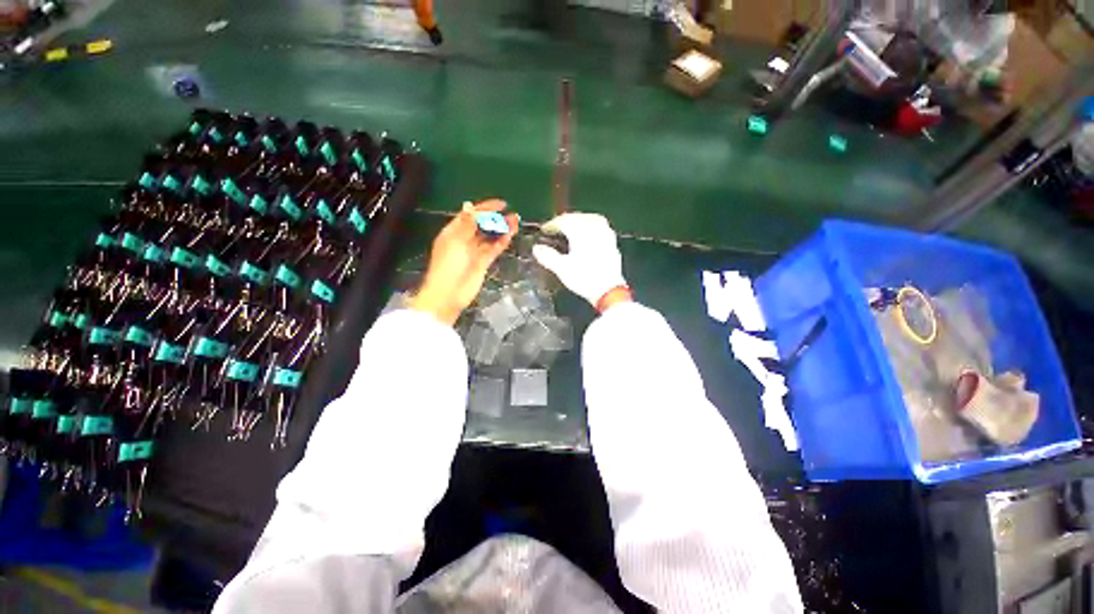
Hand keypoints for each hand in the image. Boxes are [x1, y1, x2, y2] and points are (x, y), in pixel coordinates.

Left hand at [408, 200, 518, 324]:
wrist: (449, 293)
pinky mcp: (483, 262)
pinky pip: (494, 248)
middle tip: (511, 214)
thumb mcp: (456, 241)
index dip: (485, 208)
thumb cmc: (449, 265)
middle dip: (495, 218)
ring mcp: (474, 251)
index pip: (471, 215)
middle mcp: (464, 239)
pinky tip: (511, 234)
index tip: (501, 204)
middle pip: (482, 224)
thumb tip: (470, 205)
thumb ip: (466, 224)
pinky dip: (502, 241)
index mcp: (454, 232)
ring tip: (515, 221)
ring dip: (502, 228)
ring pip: (490, 236)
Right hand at [532, 213, 628, 308]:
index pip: (563, 221)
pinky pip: (600, 227)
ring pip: (589, 219)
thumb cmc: (584, 278)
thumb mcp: (562, 269)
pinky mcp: (612, 242)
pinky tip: (588, 235)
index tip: (544, 230)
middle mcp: (593, 227)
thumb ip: (548, 256)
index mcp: (580, 231)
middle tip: (555, 229)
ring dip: (578, 221)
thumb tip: (536, 248)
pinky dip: (590, 227)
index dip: (552, 225)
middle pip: (576, 218)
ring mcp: (605, 233)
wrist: (609, 290)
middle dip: (564, 221)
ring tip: (570, 229)